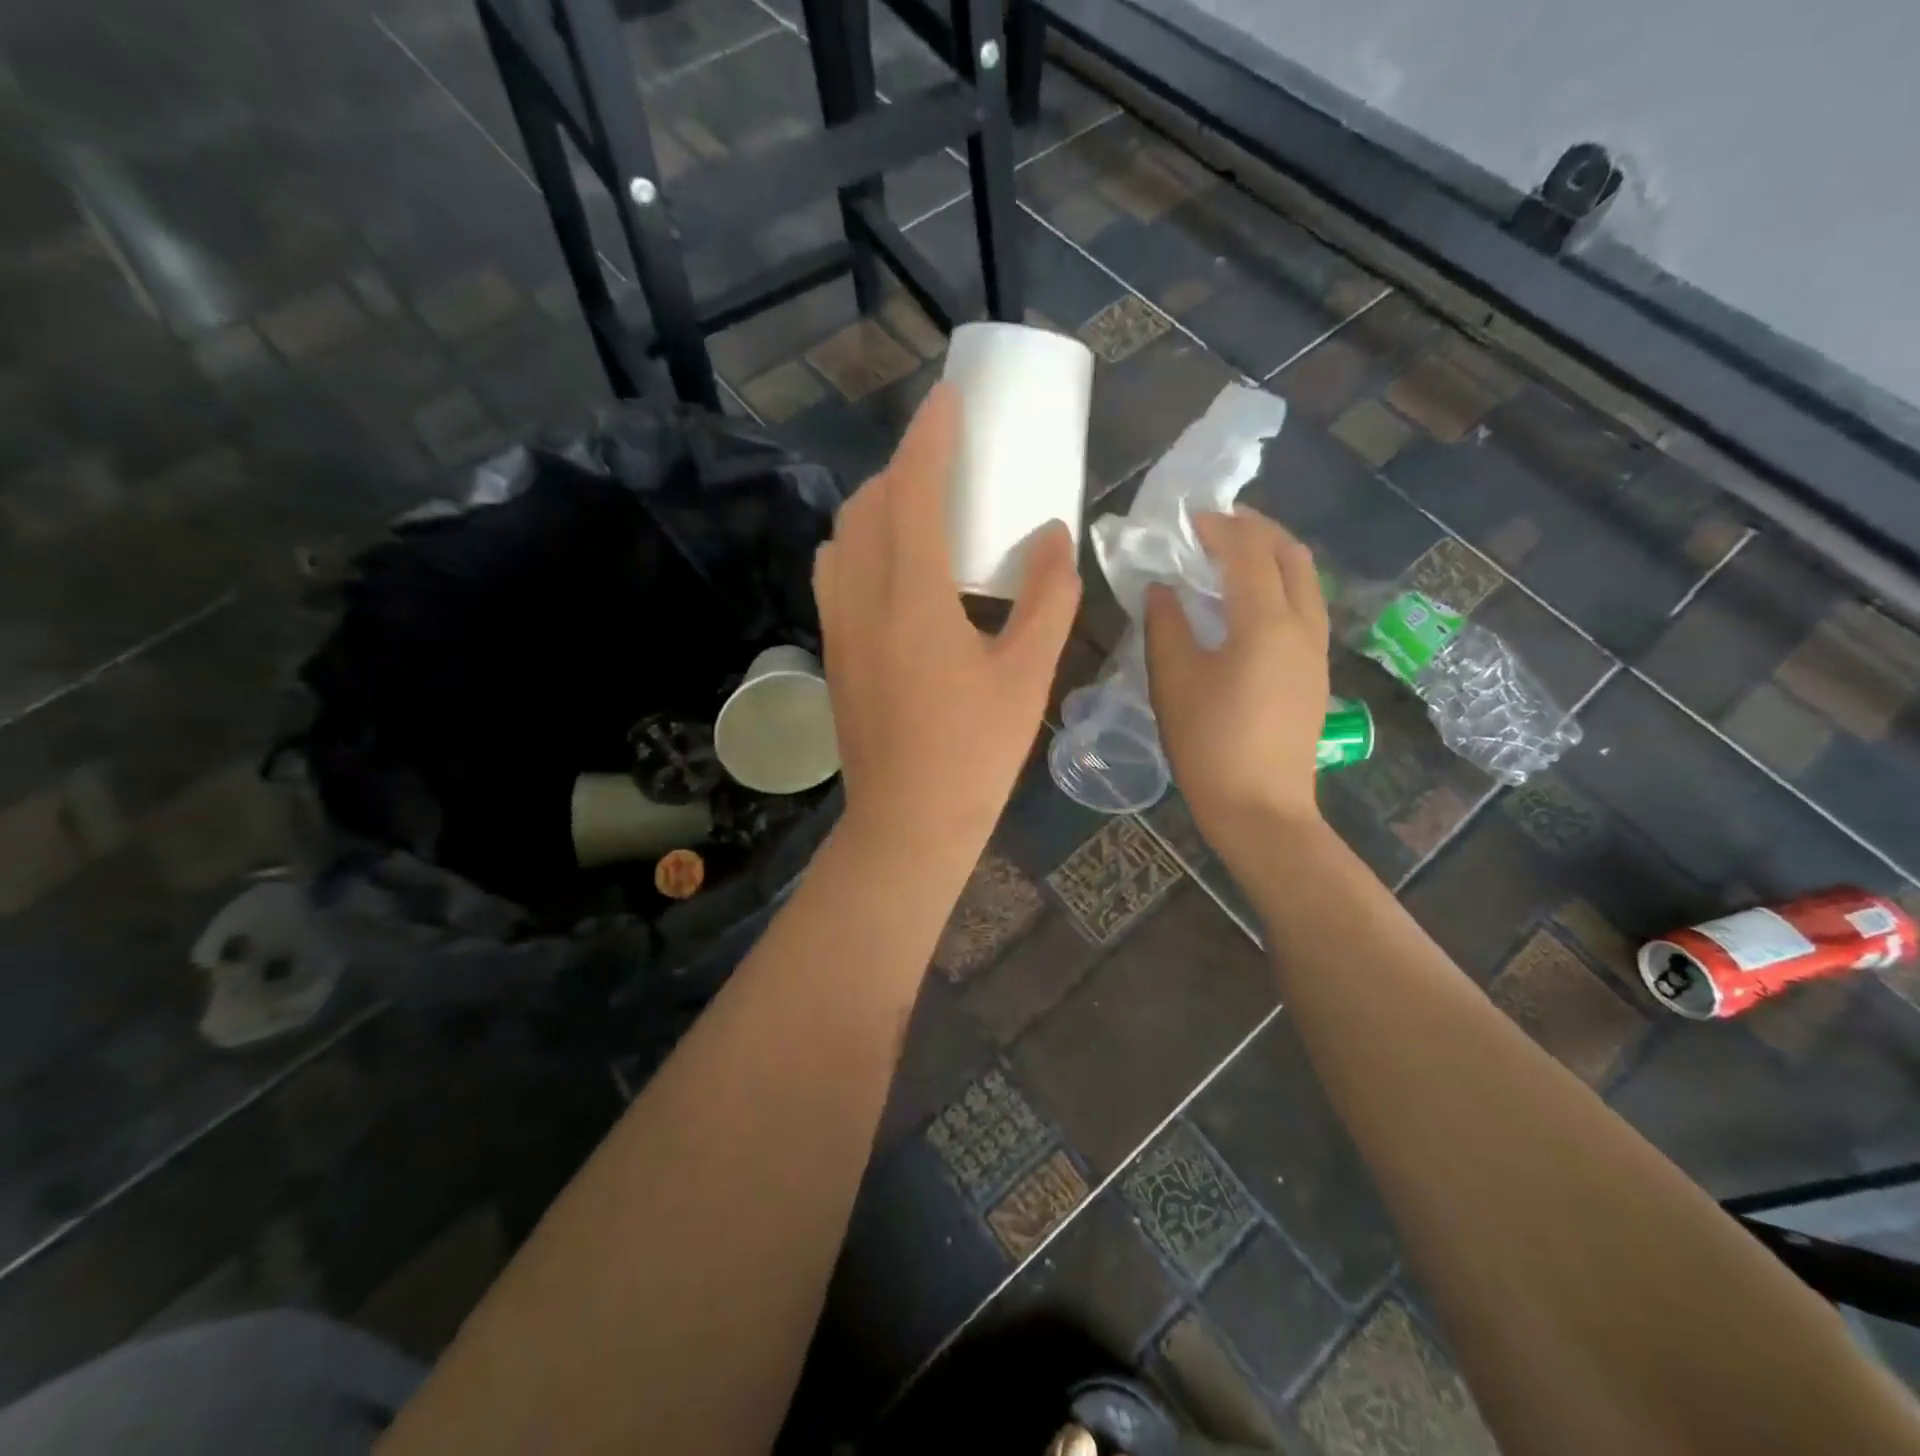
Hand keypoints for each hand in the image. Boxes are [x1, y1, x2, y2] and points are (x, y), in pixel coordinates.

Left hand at [814, 383, 1080, 862]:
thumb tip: (1054, 534)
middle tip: (949, 460)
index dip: (931, 436)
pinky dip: (861, 544)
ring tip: (921, 508)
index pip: (914, 489)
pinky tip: (895, 568)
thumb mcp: (1027, 674)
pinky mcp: (832, 650)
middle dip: (906, 466)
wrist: (908, 823)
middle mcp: (861, 597)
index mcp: (912, 596)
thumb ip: (1047, 597)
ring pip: (844, 535)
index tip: (951, 399)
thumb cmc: (974, 753)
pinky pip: (836, 572)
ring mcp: (837, 625)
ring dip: (878, 504)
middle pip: (870, 503)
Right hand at [1144, 508, 1328, 848]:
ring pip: (1305, 581)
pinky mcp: (1315, 673)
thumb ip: (1165, 625)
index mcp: (1266, 622)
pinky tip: (1248, 603)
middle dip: (1257, 529)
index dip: (1218, 527)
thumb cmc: (1210, 744)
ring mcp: (1315, 650)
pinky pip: (1304, 607)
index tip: (1188, 518)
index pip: (1247, 552)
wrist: (1261, 808)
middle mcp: (1302, 625)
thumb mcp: (1174, 680)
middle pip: (1291, 555)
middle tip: (1218, 524)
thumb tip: (1161, 588)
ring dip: (1272, 556)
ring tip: (1234, 555)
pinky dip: (1279, 585)